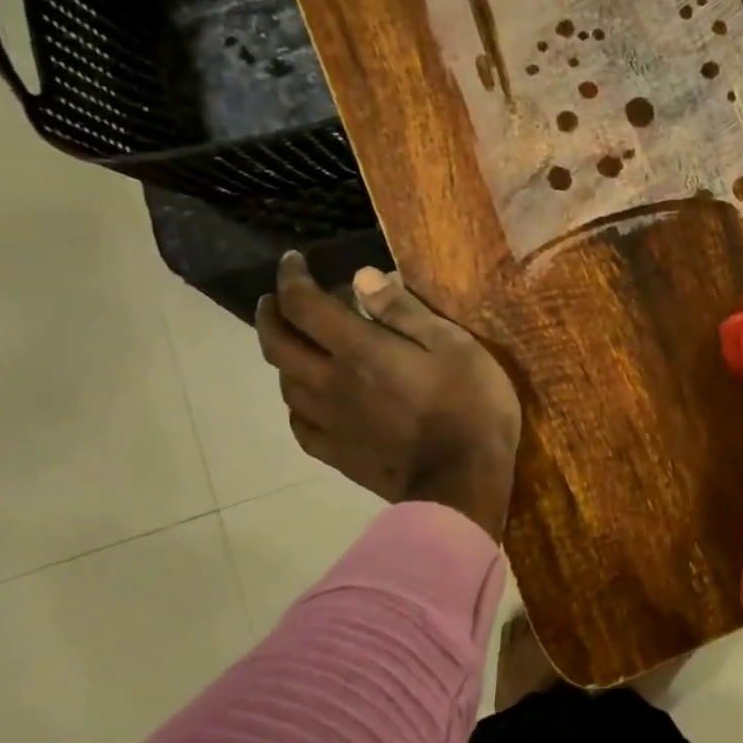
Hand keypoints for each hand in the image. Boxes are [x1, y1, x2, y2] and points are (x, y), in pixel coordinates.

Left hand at [255, 254, 521, 539]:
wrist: (463, 480)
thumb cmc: (471, 405)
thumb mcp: (455, 345)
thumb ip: (406, 312)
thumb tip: (362, 278)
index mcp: (359, 351)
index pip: (304, 305)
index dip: (291, 278)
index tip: (292, 262)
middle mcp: (331, 382)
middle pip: (278, 344)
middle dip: (272, 314)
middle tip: (277, 300)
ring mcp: (330, 422)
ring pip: (285, 383)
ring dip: (283, 357)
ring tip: (298, 346)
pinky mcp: (337, 454)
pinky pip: (300, 423)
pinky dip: (298, 402)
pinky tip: (311, 401)